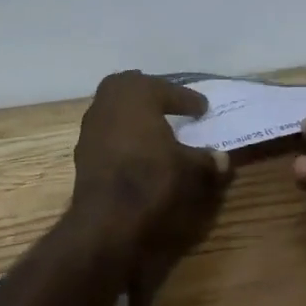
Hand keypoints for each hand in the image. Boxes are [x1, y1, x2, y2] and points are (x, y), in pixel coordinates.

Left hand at [71, 71, 232, 266]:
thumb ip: (207, 160)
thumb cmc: (151, 179)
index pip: (168, 90)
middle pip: (133, 87)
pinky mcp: (82, 148)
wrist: (106, 218)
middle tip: (172, 104)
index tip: (202, 108)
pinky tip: (136, 149)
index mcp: (137, 93)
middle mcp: (109, 100)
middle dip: (153, 93)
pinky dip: (122, 133)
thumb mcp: (189, 169)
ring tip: (155, 127)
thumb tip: (223, 159)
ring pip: (116, 107)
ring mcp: (91, 124)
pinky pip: (107, 130)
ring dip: (134, 113)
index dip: (188, 99)